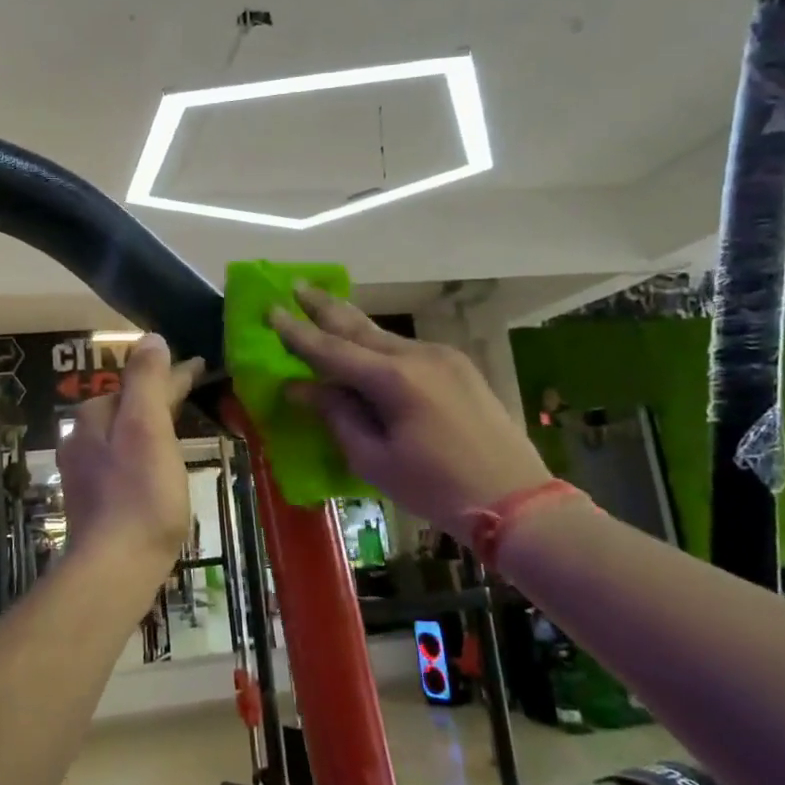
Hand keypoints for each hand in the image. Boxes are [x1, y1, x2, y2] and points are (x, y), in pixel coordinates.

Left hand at [58, 334, 201, 565]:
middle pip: (131, 407)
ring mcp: (86, 472)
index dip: (175, 374)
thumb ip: (148, 380)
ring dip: (153, 427)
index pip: (142, 382)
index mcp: (94, 415)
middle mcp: (82, 438)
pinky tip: (159, 470)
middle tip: (196, 396)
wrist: (115, 567)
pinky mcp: (96, 501)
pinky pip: (126, 463)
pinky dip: (146, 454)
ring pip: (127, 436)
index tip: (202, 367)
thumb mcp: (147, 427)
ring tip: (182, 428)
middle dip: (161, 398)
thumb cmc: (140, 494)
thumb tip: (151, 338)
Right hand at [272, 288, 550, 535]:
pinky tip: (366, 347)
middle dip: (324, 306)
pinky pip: (406, 348)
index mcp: (393, 379)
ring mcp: (442, 356)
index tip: (270, 310)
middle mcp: (417, 355)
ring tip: (324, 308)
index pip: (331, 349)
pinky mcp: (458, 366)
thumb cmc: (435, 488)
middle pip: (359, 326)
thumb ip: (337, 415)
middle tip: (295, 286)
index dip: (297, 332)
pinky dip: (378, 345)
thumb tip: (302, 387)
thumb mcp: (374, 459)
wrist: (514, 499)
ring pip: (384, 335)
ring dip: (352, 324)